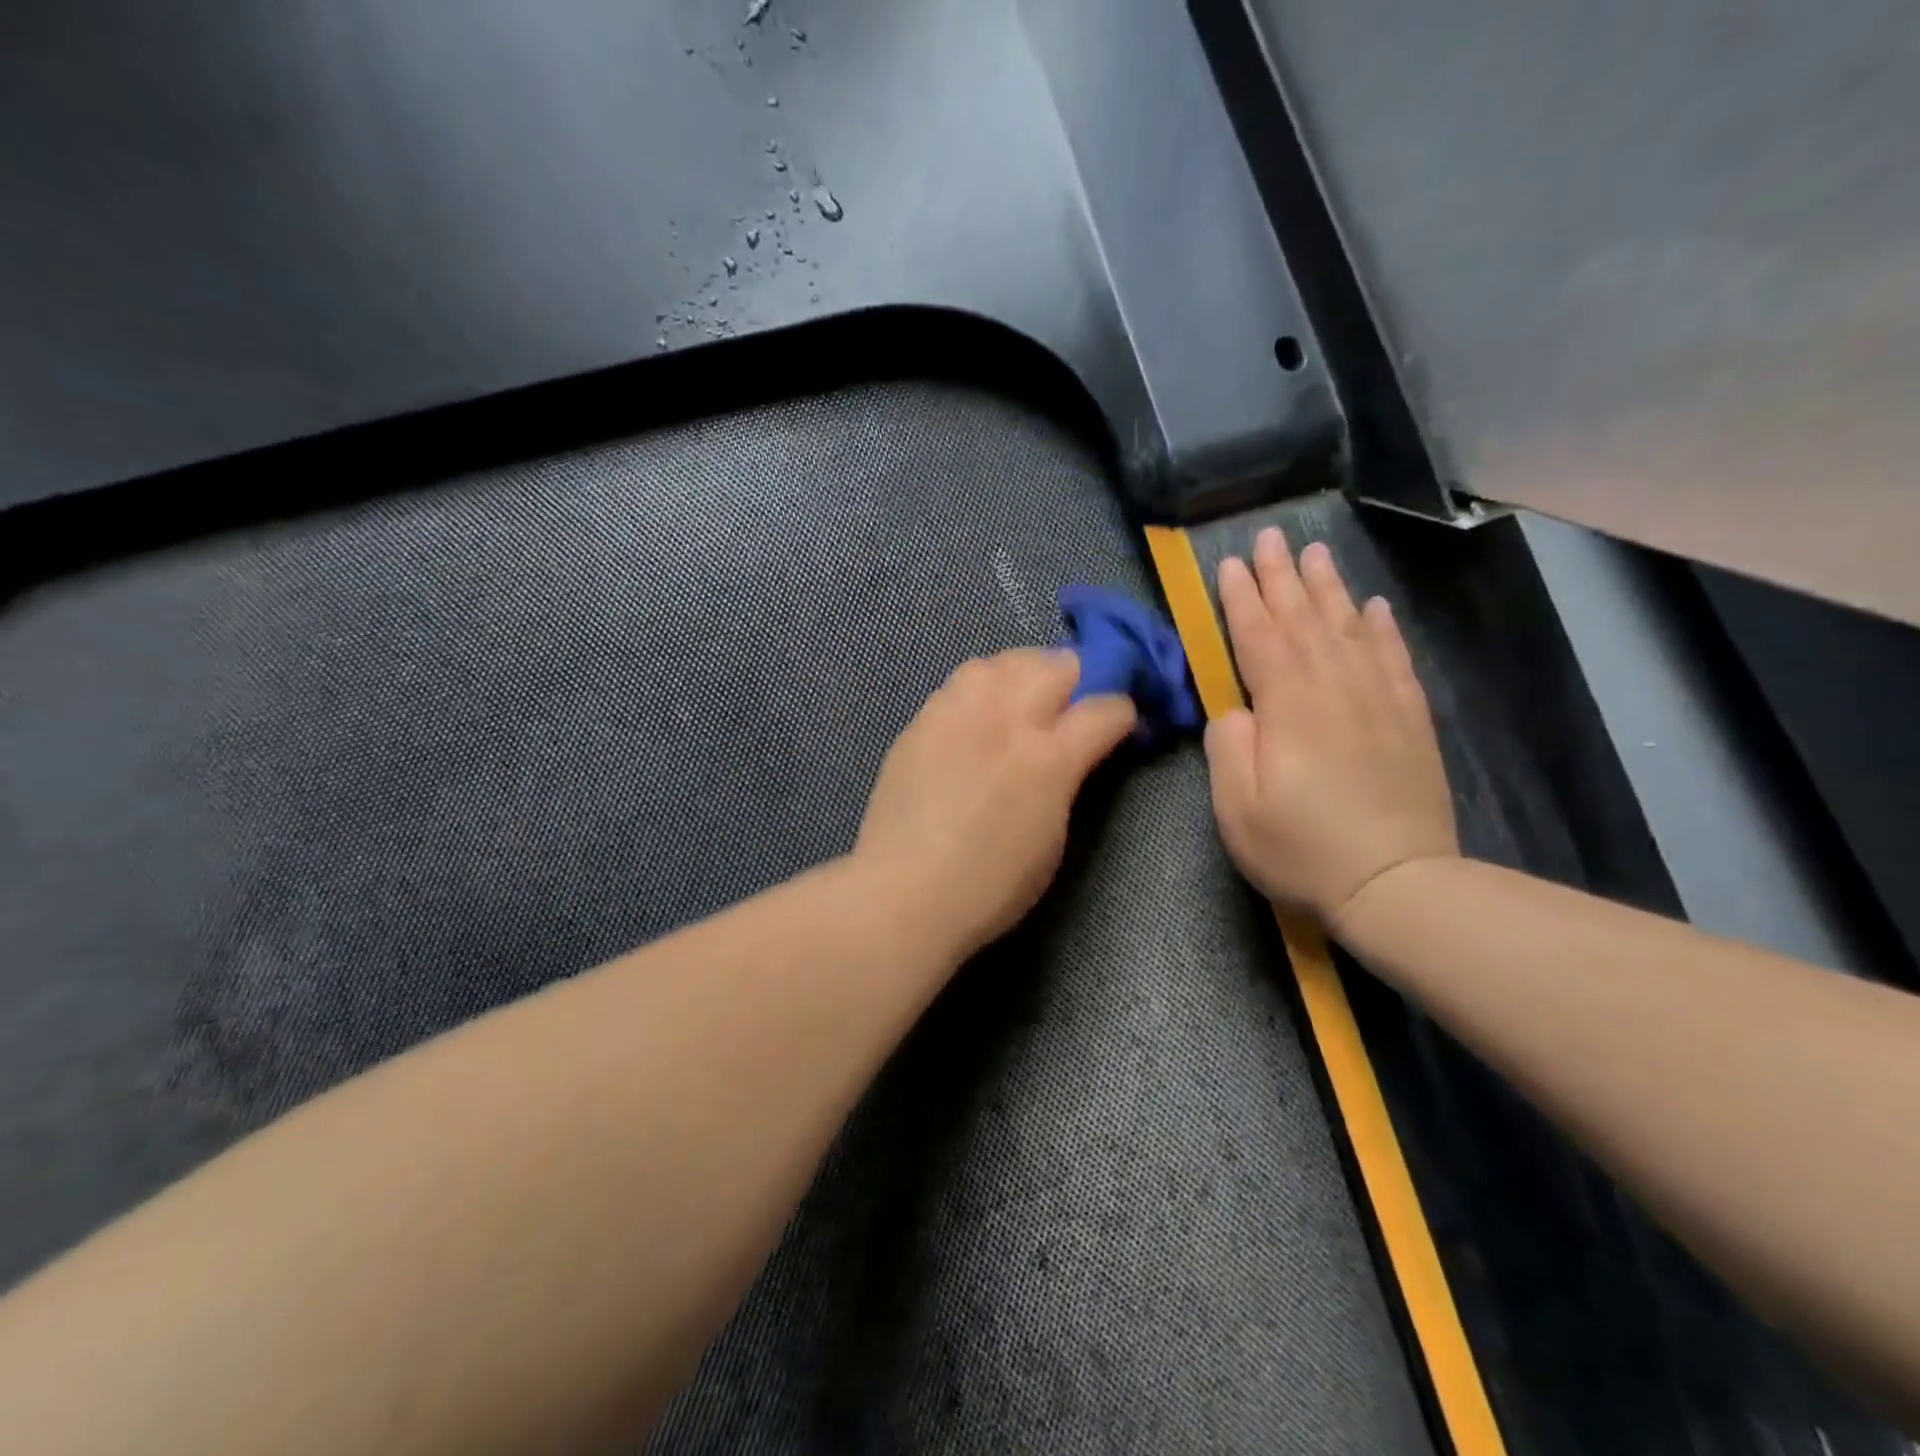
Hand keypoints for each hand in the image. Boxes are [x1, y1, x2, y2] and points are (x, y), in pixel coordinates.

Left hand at [855, 648, 1136, 957]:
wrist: (904, 894)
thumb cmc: (990, 886)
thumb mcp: (1053, 838)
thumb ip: (1069, 780)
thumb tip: (1076, 751)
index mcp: (1048, 759)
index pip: (1106, 707)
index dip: (1123, 714)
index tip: (1120, 727)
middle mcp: (1005, 720)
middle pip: (1058, 663)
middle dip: (1078, 679)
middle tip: (1071, 708)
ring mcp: (958, 713)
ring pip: (1004, 660)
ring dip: (1025, 673)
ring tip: (1023, 700)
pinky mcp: (921, 719)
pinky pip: (961, 681)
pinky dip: (983, 688)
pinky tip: (979, 717)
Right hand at [1205, 528, 1457, 926]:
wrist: (1398, 884)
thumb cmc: (1302, 849)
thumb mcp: (1237, 807)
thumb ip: (1228, 746)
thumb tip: (1236, 709)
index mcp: (1287, 706)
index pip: (1259, 636)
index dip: (1242, 599)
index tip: (1229, 564)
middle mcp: (1334, 688)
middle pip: (1304, 619)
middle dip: (1283, 576)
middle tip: (1271, 537)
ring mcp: (1378, 701)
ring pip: (1348, 628)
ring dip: (1329, 588)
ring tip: (1317, 553)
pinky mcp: (1408, 720)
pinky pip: (1393, 658)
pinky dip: (1381, 628)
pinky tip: (1372, 608)